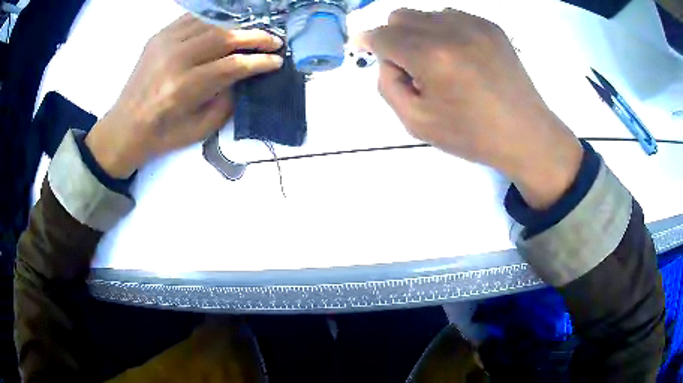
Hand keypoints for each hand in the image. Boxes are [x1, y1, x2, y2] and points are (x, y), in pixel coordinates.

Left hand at [85, 14, 283, 178]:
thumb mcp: (199, 129)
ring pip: (211, 24)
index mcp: (183, 88)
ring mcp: (164, 43)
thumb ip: (226, 100)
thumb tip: (244, 76)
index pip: (233, 65)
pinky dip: (213, 20)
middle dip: (255, 37)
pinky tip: (226, 26)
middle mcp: (174, 59)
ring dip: (237, 27)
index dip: (259, 61)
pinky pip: (193, 19)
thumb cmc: (161, 135)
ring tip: (253, 32)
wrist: (124, 127)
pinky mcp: (158, 36)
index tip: (277, 61)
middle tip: (274, 40)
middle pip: (224, 37)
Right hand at [358, 9, 583, 208]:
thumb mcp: (417, 122)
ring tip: (441, 63)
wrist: (525, 134)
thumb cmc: (472, 134)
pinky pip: (451, 17)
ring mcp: (474, 24)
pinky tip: (461, 56)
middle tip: (412, 66)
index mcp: (430, 57)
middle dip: (395, 37)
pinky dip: (445, 32)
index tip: (366, 49)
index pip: (382, 35)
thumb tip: (387, 58)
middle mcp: (450, 30)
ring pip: (426, 14)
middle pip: (400, 16)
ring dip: (421, 33)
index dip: (369, 43)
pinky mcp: (490, 26)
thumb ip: (388, 85)